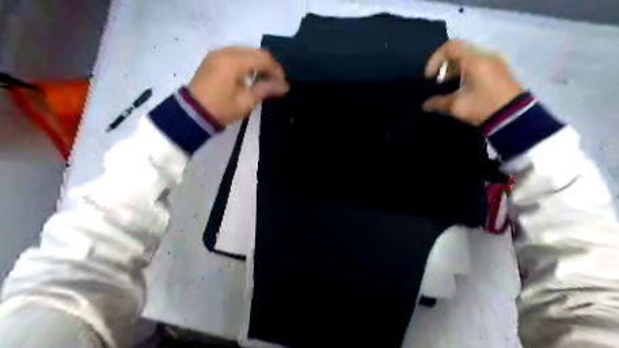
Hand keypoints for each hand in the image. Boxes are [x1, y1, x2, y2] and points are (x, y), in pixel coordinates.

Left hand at [187, 46, 289, 124]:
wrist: (192, 113)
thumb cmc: (221, 109)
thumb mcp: (246, 102)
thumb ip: (266, 89)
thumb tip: (284, 86)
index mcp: (234, 62)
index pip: (263, 59)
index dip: (276, 70)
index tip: (283, 84)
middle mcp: (226, 51)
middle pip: (255, 52)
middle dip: (269, 66)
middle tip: (276, 82)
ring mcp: (218, 53)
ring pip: (246, 52)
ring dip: (258, 63)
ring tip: (264, 80)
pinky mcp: (213, 58)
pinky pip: (236, 54)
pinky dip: (246, 62)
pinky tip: (250, 76)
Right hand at [421, 41, 521, 124]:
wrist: (513, 116)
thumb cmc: (482, 106)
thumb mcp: (455, 106)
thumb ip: (437, 103)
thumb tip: (425, 105)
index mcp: (474, 59)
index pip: (449, 47)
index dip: (434, 61)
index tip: (429, 78)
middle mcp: (485, 55)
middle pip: (458, 52)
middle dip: (443, 67)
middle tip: (437, 83)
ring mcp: (494, 62)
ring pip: (468, 58)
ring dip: (453, 70)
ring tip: (448, 87)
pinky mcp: (499, 70)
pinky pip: (477, 64)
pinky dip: (465, 72)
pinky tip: (462, 88)